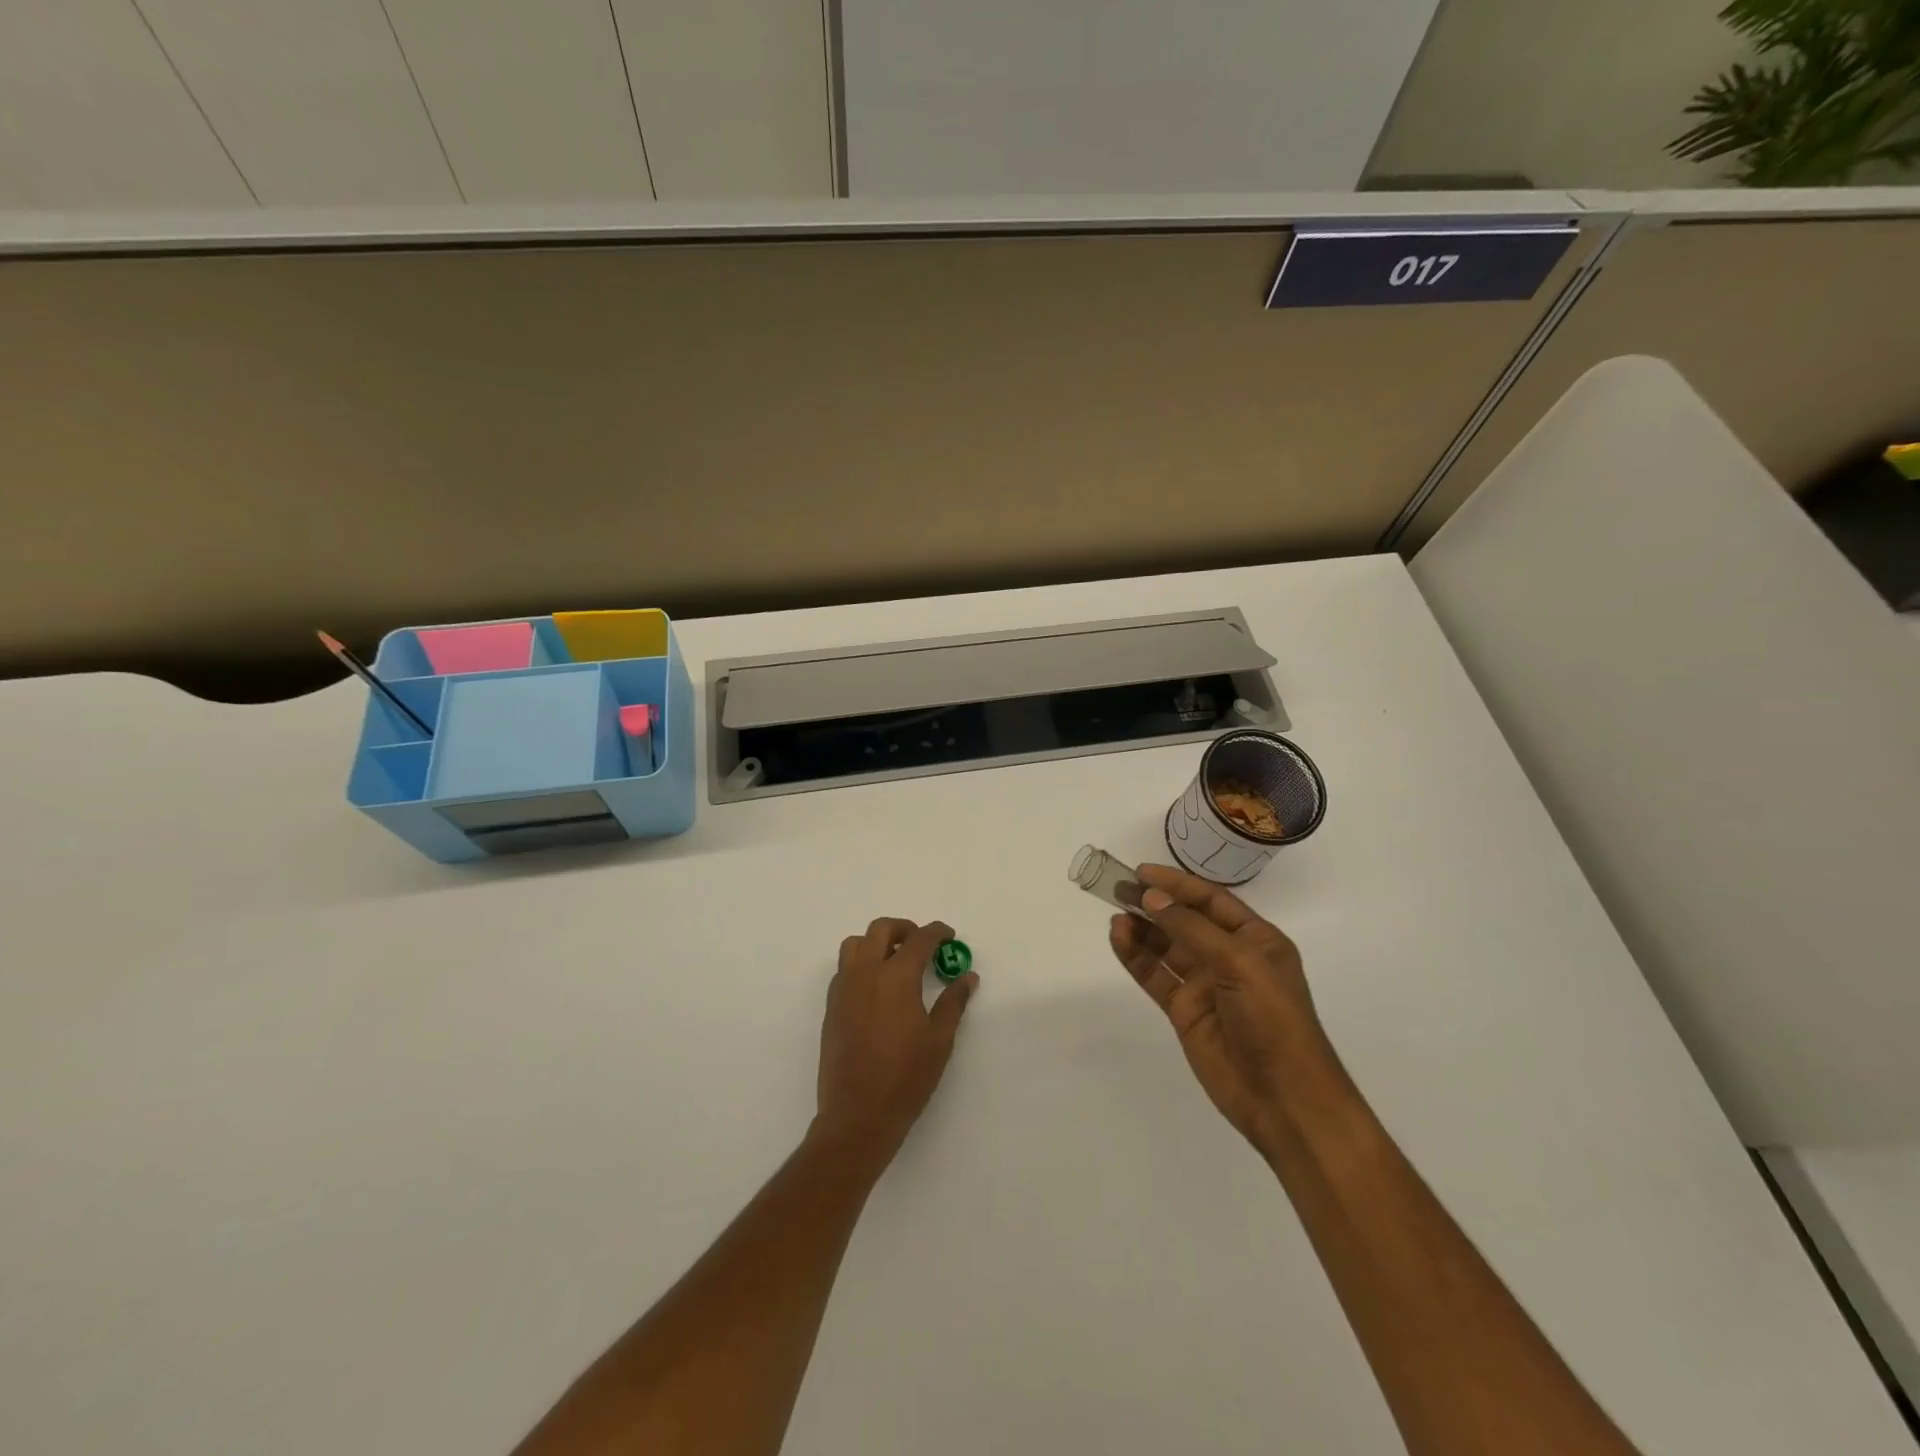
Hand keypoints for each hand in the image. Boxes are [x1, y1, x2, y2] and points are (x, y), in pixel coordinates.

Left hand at [814, 918, 977, 1170]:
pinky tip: (877, 988)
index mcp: (896, 977)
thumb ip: (953, 1002)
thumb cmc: (906, 1078)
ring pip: (855, 944)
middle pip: (881, 929)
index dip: (937, 932)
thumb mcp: (939, 1040)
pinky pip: (844, 969)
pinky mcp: (832, 1007)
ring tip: (895, 960)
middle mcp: (866, 973)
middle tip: (922, 944)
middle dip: (904, 929)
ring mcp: (844, 989)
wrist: (857, 1115)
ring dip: (877, 942)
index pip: (919, 939)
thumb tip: (967, 977)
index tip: (949, 936)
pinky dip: (861, 963)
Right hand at [1109, 865, 1342, 1155]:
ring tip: (1115, 914)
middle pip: (1185, 921)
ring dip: (1142, 930)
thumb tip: (1152, 898)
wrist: (1284, 1098)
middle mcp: (1230, 957)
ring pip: (1166, 947)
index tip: (1142, 872)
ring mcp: (1206, 985)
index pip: (1211, 900)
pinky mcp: (1185, 1011)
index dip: (1177, 884)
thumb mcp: (1239, 964)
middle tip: (1119, 889)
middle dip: (1154, 904)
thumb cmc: (1274, 1020)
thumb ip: (1192, 929)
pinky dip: (1136, 957)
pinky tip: (1118, 939)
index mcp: (1256, 940)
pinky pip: (1156, 975)